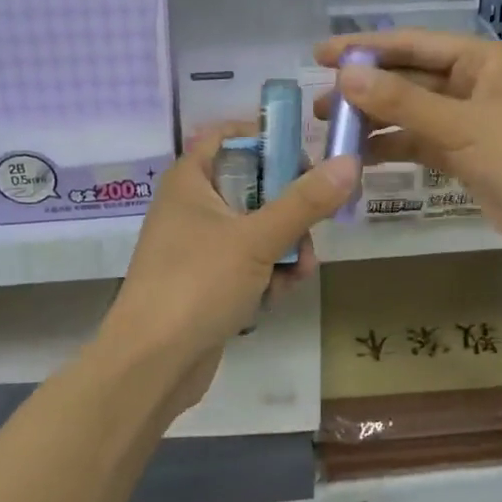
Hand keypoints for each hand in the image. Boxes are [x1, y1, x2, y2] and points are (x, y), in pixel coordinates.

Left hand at [105, 123, 360, 398]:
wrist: (151, 364)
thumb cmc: (197, 285)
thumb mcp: (257, 239)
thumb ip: (305, 201)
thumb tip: (349, 161)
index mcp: (190, 181)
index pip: (227, 136)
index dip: (266, 138)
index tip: (305, 156)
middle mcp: (192, 207)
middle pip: (253, 186)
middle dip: (290, 210)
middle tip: (315, 226)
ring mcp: (198, 247)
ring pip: (257, 229)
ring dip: (286, 248)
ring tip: (298, 274)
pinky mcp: (207, 282)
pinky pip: (248, 264)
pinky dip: (267, 275)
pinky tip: (278, 297)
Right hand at [312, 29, 501, 271]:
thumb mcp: (462, 125)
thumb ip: (402, 102)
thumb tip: (345, 76)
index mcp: (481, 60)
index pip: (413, 44)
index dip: (365, 48)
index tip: (320, 54)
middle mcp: (472, 84)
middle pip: (408, 78)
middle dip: (365, 89)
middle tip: (319, 103)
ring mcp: (468, 122)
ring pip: (410, 114)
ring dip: (374, 121)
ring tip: (331, 132)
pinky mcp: (464, 156)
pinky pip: (419, 144)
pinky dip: (392, 148)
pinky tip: (359, 157)